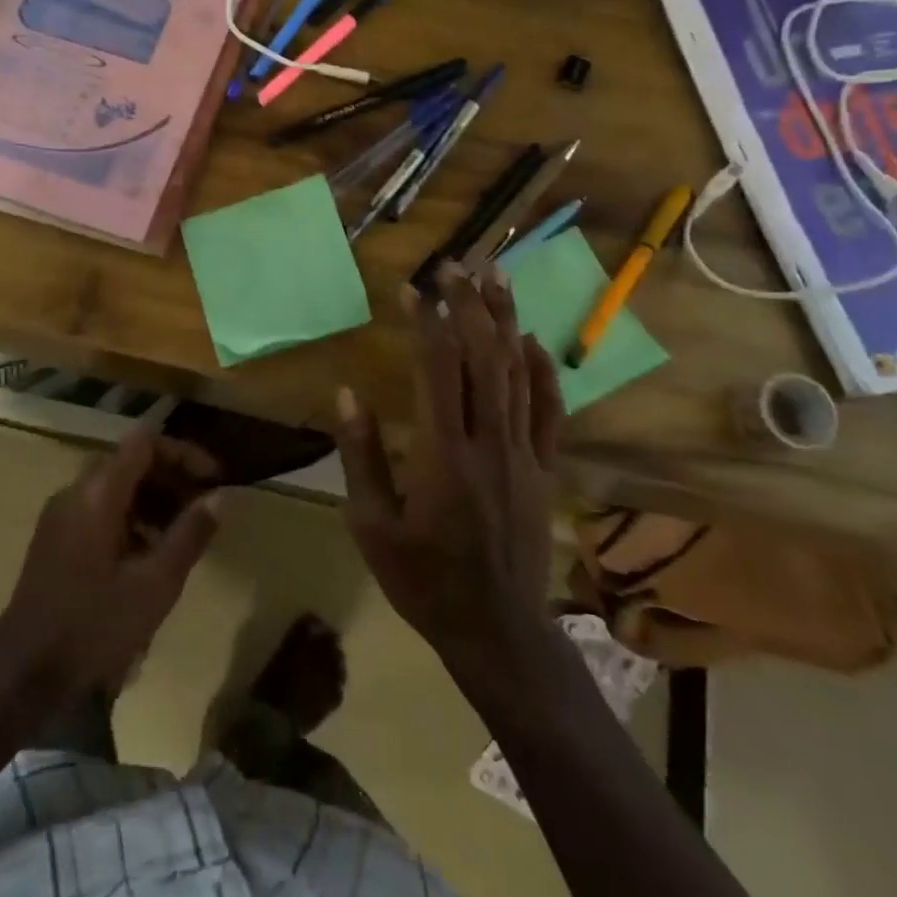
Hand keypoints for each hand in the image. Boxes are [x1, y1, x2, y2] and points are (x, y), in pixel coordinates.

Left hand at [0, 430, 220, 699]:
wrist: (22, 677)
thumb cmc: (93, 627)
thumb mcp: (155, 584)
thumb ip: (189, 535)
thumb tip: (219, 497)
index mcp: (96, 494)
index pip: (145, 443)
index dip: (184, 453)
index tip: (215, 479)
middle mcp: (75, 493)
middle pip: (131, 462)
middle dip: (172, 478)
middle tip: (204, 507)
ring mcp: (61, 517)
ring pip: (116, 488)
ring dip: (154, 500)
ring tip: (184, 535)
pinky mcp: (56, 541)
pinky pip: (101, 511)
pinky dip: (132, 519)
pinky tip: (151, 557)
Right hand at [335, 262, 563, 667]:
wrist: (497, 631)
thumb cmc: (424, 580)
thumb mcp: (371, 526)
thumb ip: (360, 457)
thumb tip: (348, 394)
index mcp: (442, 455)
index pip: (437, 370)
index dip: (425, 322)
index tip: (412, 287)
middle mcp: (488, 443)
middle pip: (484, 358)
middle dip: (469, 305)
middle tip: (456, 265)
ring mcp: (523, 454)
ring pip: (519, 373)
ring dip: (507, 320)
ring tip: (497, 277)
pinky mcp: (544, 469)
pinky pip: (548, 409)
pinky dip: (542, 369)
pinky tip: (532, 339)